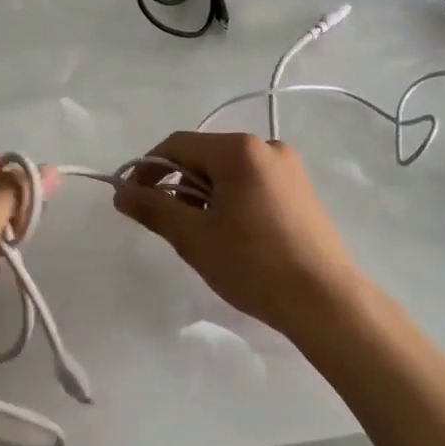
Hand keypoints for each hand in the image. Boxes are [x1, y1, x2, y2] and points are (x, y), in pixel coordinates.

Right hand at [113, 131, 361, 336]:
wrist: (324, 301)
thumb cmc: (254, 264)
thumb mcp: (194, 237)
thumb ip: (153, 208)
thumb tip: (120, 192)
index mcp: (240, 150)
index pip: (177, 144)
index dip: (147, 169)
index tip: (133, 201)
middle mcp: (267, 146)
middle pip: (203, 156)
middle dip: (178, 186)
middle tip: (171, 226)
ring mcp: (288, 168)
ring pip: (227, 172)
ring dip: (204, 196)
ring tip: (203, 236)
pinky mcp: (300, 190)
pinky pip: (251, 183)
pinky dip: (230, 201)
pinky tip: (233, 235)